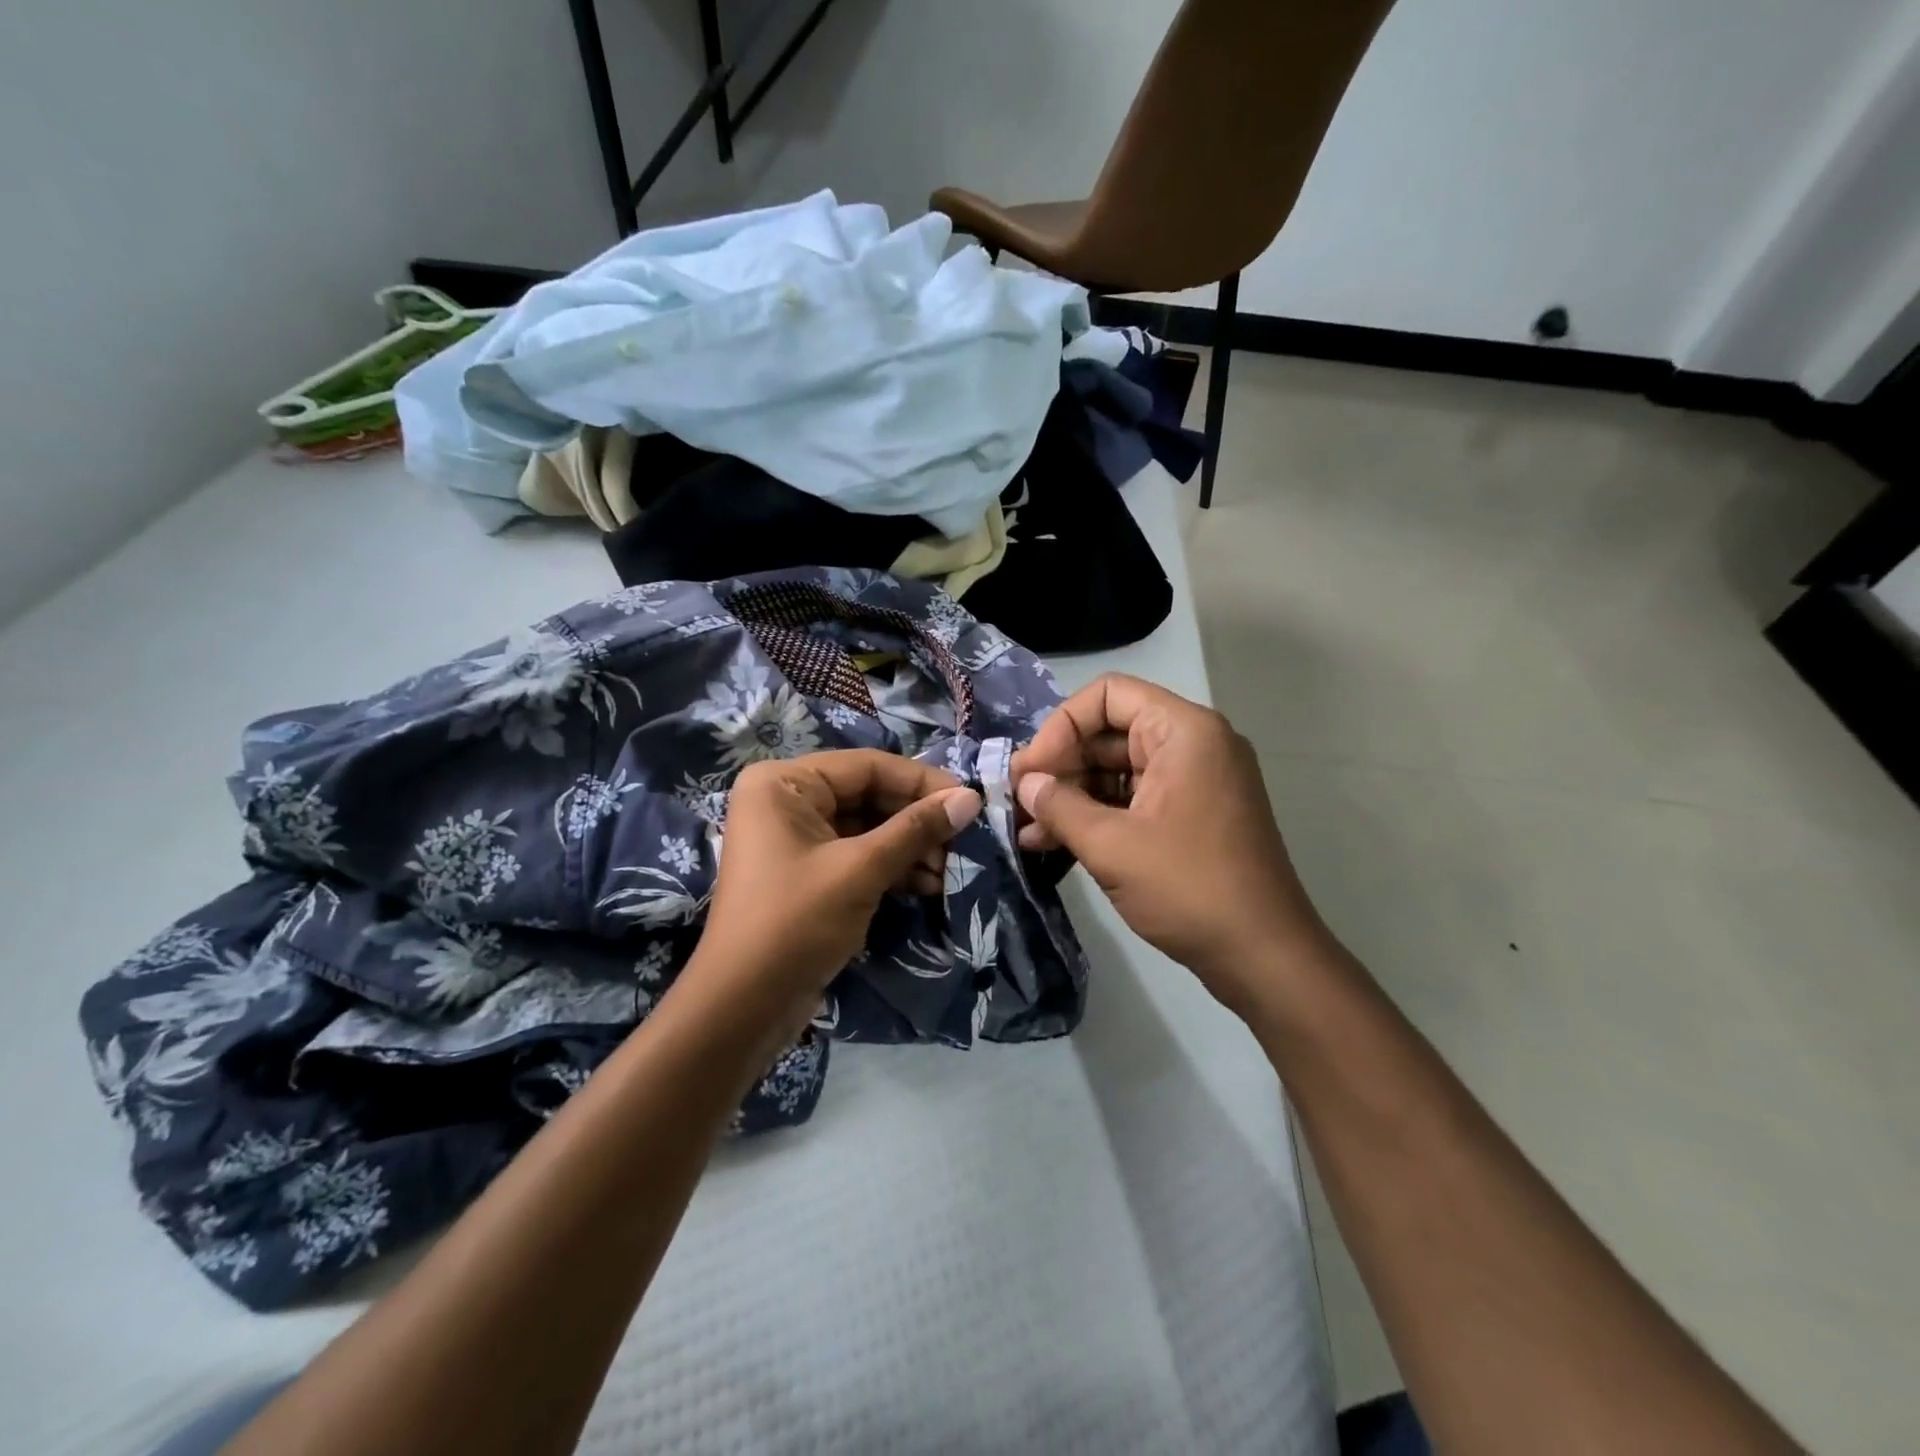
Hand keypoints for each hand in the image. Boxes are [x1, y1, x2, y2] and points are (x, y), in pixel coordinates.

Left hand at [689, 750, 980, 1040]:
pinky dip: (892, 867)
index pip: (867, 766)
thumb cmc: (795, 923)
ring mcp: (796, 838)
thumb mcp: (860, 870)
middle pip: (869, 795)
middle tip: (964, 840)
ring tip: (950, 870)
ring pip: (868, 827)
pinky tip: (928, 885)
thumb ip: (916, 829)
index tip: (968, 800)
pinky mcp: (808, 872)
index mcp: (784, 783)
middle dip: (917, 820)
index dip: (921, 782)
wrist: (743, 1007)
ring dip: (910, 847)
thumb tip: (970, 798)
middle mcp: (787, 800)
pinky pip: (858, 854)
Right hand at [1013, 675, 1332, 1016]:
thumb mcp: (1111, 845)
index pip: (1108, 695)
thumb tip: (1026, 783)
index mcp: (1183, 731)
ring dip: (1072, 796)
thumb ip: (1059, 806)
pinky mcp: (1192, 814)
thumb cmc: (1188, 888)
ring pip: (1118, 769)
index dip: (1061, 726)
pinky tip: (1055, 842)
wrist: (1263, 956)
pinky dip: (1097, 815)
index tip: (1032, 771)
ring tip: (1028, 830)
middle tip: (1018, 801)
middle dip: (1061, 766)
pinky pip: (1135, 797)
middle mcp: (1194, 744)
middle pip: (1110, 732)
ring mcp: (1196, 780)